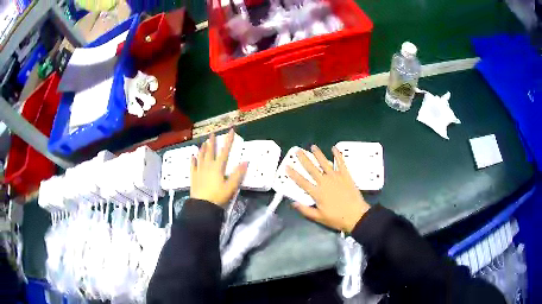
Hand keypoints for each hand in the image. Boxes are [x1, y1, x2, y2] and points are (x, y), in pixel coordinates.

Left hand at [190, 130, 247, 206]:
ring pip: (201, 157)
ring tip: (203, 143)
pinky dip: (193, 161)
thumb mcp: (231, 187)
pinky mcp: (194, 177)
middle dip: (212, 142)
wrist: (202, 206)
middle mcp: (207, 166)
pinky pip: (193, 166)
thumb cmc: (218, 197)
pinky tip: (192, 157)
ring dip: (203, 149)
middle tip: (212, 133)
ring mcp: (199, 171)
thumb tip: (246, 161)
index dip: (228, 140)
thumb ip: (238, 174)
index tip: (231, 130)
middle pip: (210, 151)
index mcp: (218, 167)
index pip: (225, 151)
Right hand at [287, 145, 369, 232]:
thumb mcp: (318, 218)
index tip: (287, 166)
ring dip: (318, 154)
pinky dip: (337, 155)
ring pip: (324, 163)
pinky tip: (334, 148)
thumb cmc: (336, 219)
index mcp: (317, 193)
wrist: (357, 216)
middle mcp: (324, 182)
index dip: (293, 174)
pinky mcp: (346, 175)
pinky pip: (341, 163)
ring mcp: (336, 177)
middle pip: (312, 169)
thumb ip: (305, 210)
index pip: (302, 182)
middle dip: (304, 159)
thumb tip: (293, 203)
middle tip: (298, 151)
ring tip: (313, 147)